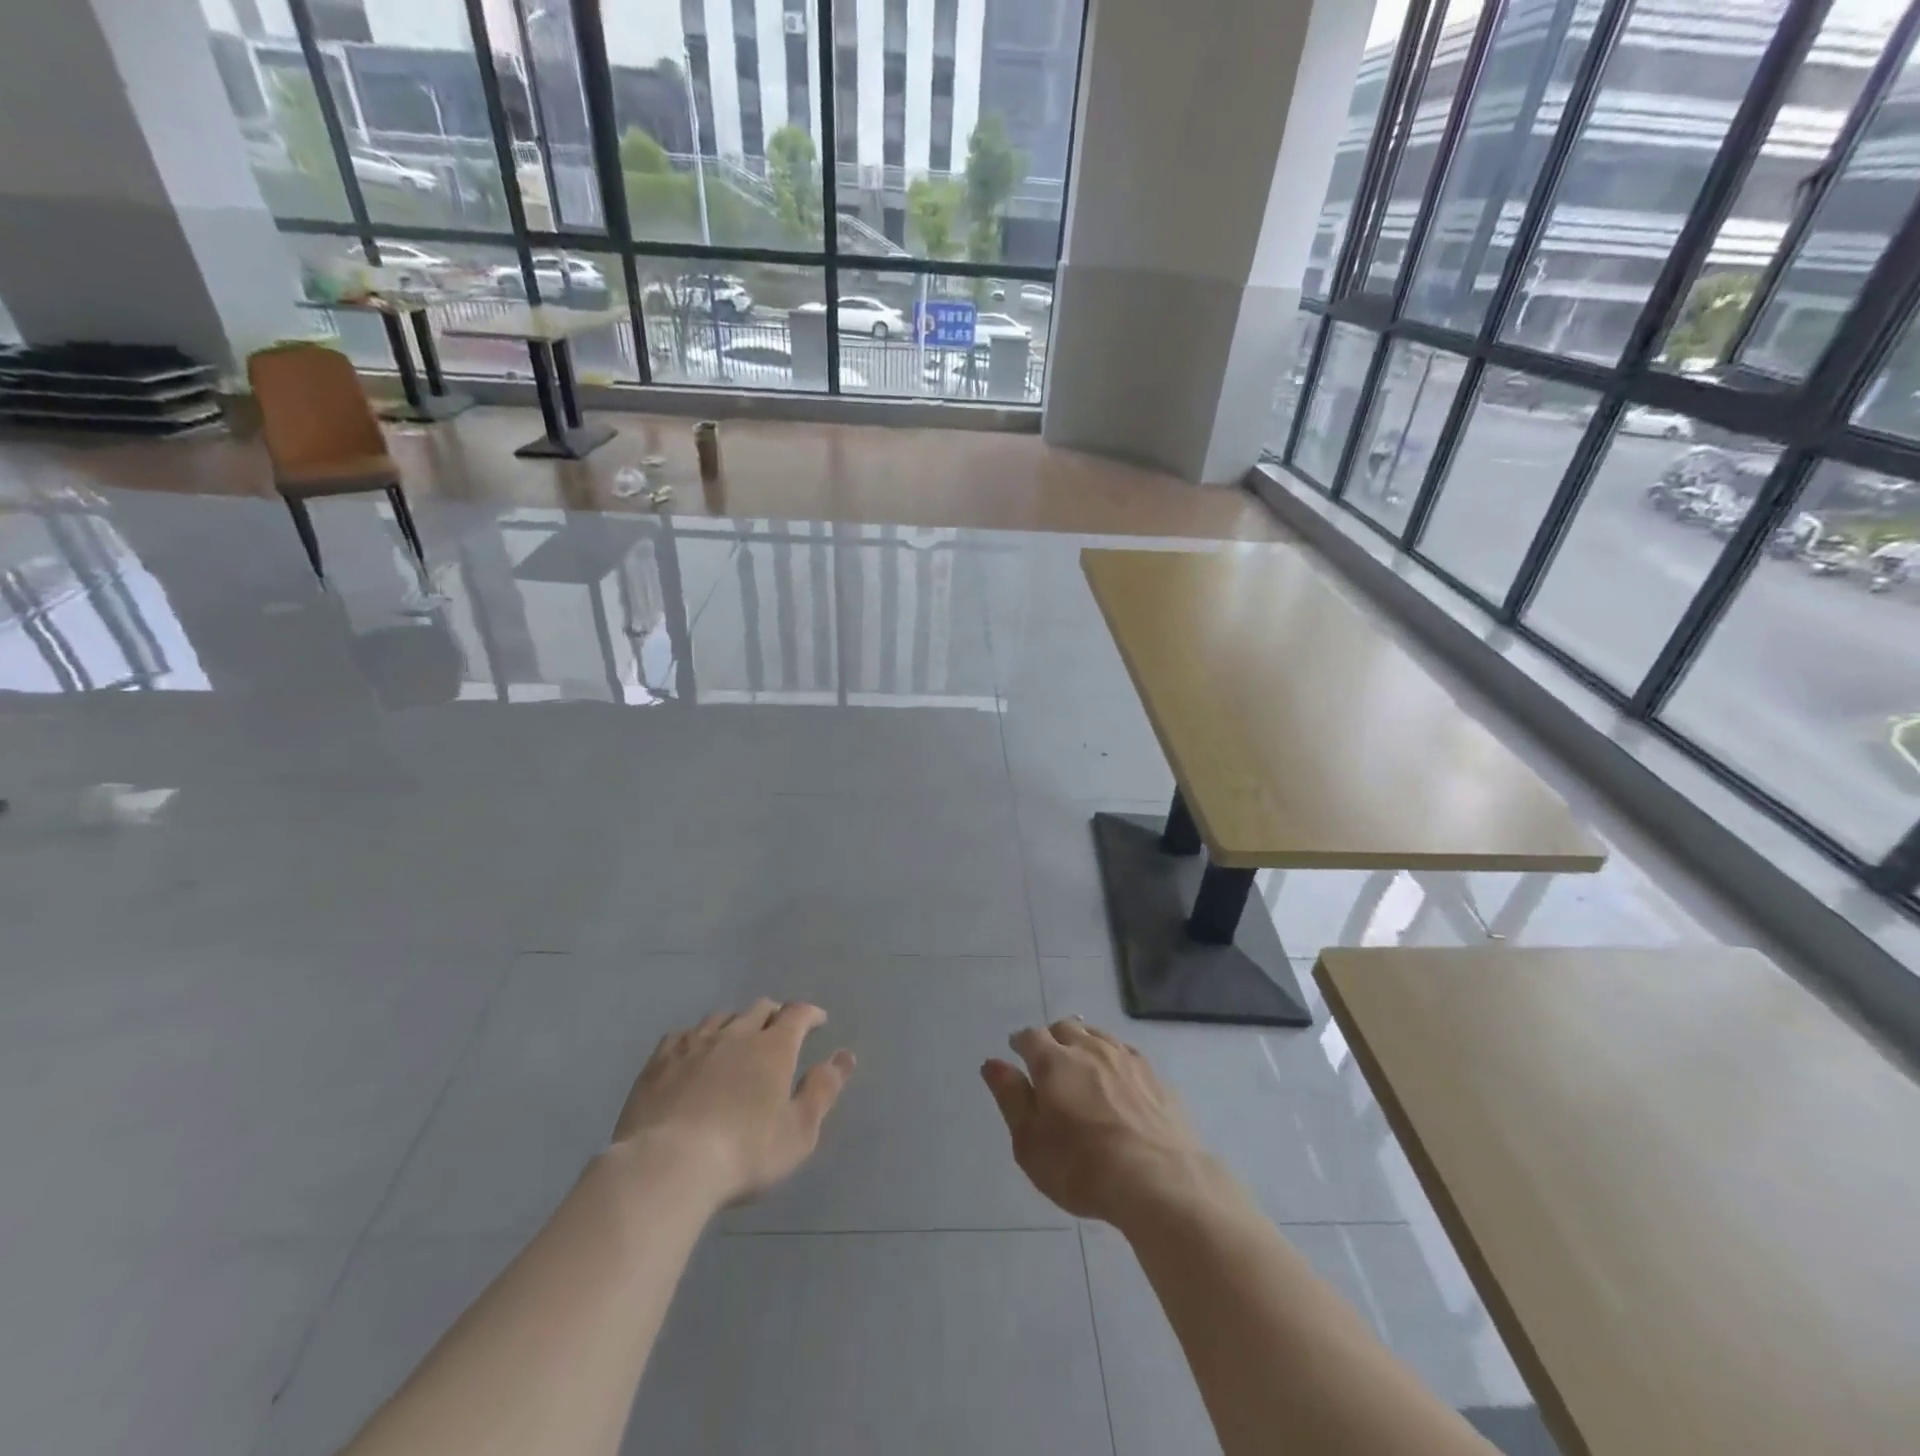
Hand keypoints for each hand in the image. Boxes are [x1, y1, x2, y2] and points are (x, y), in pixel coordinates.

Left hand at [612, 999, 854, 1208]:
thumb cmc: (745, 1153)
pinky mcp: (659, 1061)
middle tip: (779, 1031)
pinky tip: (692, 1052)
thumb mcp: (799, 1131)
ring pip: (721, 1017)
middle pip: (760, 1008)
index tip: (818, 1021)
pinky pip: (682, 1034)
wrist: (667, 1166)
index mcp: (773, 1047)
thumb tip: (844, 1056)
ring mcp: (694, 1043)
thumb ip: (822, 1090)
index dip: (810, 1014)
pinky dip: (696, 1038)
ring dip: (735, 1023)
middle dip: (774, 1015)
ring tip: (737, 1039)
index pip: (797, 1014)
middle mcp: (736, 1034)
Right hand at [981, 1019, 1214, 1225]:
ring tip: (1082, 1066)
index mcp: (1054, 1061)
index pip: (1030, 1036)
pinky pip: (1126, 1054)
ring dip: (1085, 1044)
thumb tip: (992, 1062)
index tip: (1017, 1053)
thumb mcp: (1030, 1142)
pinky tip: (1117, 1080)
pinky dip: (1114, 1060)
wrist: (1158, 1181)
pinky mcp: (1154, 1076)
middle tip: (1049, 1061)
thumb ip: (1010, 1097)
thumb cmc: (1082, 1167)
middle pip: (1066, 1028)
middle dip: (1053, 1038)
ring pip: (1098, 1036)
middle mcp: (1089, 1049)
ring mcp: (1125, 1059)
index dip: (1021, 1042)